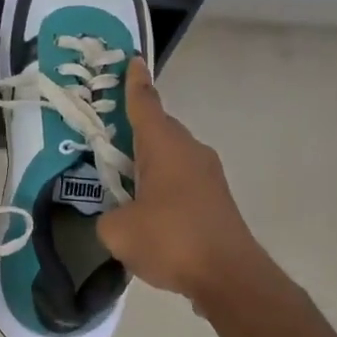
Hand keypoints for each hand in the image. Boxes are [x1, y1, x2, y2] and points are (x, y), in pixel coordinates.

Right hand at [96, 58, 264, 305]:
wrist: (229, 277)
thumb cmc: (170, 240)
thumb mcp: (117, 231)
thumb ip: (108, 216)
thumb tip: (116, 216)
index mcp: (163, 146)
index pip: (144, 104)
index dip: (134, 83)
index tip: (133, 60)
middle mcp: (189, 151)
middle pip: (158, 129)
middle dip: (134, 130)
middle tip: (106, 137)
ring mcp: (208, 176)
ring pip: (171, 157)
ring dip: (148, 163)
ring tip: (122, 180)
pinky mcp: (216, 201)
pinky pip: (182, 181)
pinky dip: (163, 186)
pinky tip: (148, 212)